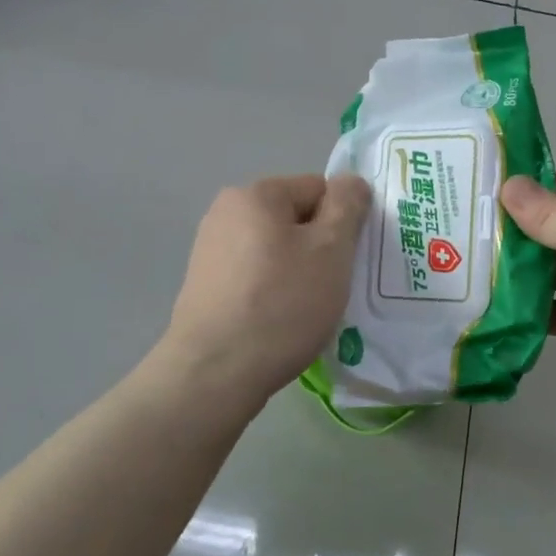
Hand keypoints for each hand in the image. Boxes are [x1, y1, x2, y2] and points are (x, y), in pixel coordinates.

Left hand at [163, 174, 371, 399]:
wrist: (215, 374)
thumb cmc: (281, 304)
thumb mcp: (331, 250)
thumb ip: (347, 206)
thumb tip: (350, 181)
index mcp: (255, 194)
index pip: (319, 189)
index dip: (341, 223)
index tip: (346, 262)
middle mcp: (226, 212)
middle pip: (296, 219)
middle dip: (319, 249)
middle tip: (330, 288)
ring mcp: (210, 250)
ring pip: (277, 251)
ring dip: (298, 273)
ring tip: (305, 311)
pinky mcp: (205, 287)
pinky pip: (255, 277)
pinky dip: (273, 293)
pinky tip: (278, 324)